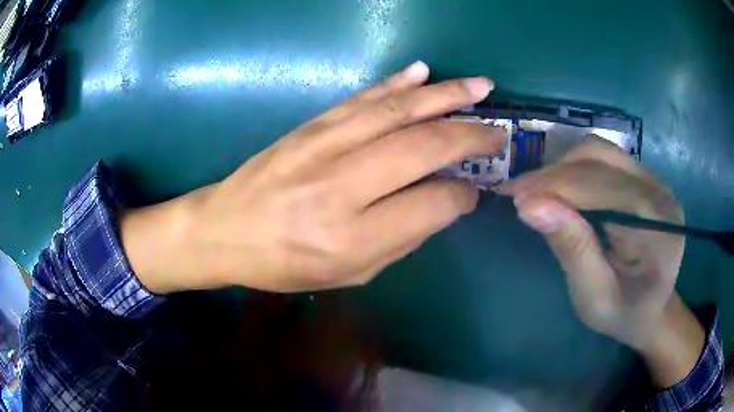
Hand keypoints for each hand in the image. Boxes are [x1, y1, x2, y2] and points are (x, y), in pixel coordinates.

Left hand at [121, 62, 507, 293]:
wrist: (223, 230)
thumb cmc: (284, 264)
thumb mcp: (349, 274)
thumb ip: (403, 239)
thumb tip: (446, 201)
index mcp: (352, 237)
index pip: (432, 205)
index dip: (462, 195)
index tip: (474, 191)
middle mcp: (341, 186)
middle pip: (422, 147)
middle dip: (470, 136)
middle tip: (499, 132)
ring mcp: (323, 147)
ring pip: (397, 112)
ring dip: (446, 95)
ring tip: (480, 86)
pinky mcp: (310, 126)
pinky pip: (362, 98)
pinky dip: (397, 83)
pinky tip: (424, 73)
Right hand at [502, 138, 703, 386]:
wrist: (651, 311)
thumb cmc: (624, 314)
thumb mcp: (594, 297)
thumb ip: (571, 249)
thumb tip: (529, 205)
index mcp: (657, 225)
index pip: (603, 185)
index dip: (556, 185)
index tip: (513, 195)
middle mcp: (659, 191)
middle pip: (601, 158)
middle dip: (555, 173)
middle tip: (519, 193)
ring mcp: (653, 180)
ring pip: (600, 152)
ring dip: (563, 167)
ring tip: (537, 191)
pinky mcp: (642, 179)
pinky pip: (604, 160)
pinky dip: (575, 170)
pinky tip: (560, 190)